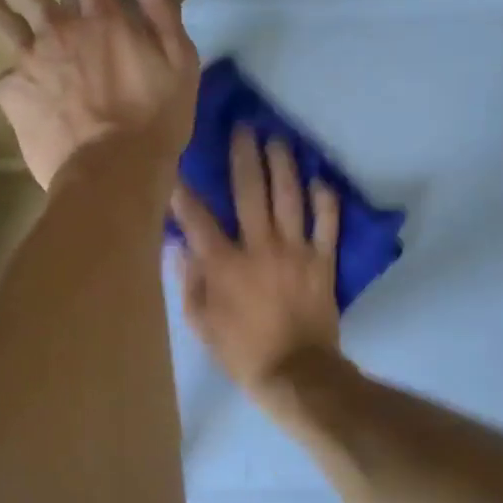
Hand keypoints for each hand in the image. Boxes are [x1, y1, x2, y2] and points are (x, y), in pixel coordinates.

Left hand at [0, 0, 198, 188]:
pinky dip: (10, 80)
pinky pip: (4, 81)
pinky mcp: (13, 96)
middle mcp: (60, 32)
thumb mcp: (180, 66)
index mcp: (103, 21)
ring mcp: (30, 63)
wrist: (112, 173)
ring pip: (5, 26)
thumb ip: (165, 17)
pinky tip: (12, 89)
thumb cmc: (154, 121)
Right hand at [171, 126, 342, 400]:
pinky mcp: (323, 261)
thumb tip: (180, 246)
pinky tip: (319, 180)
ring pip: (289, 198)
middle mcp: (259, 247)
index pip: (198, 218)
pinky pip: (327, 224)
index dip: (184, 191)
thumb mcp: (201, 324)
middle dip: (244, 156)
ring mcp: (295, 251)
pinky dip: (325, 201)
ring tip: (278, 140)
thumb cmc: (242, 351)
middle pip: (250, 192)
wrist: (297, 374)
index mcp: (224, 264)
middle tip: (243, 128)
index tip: (176, 166)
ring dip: (283, 165)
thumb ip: (190, 282)